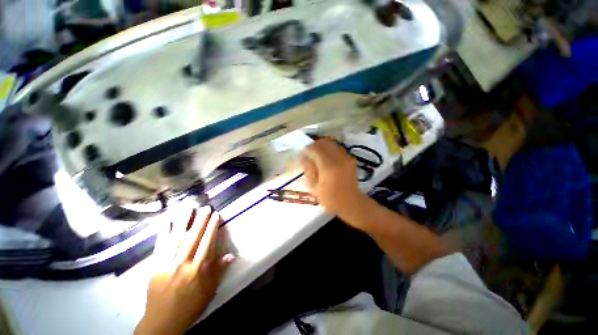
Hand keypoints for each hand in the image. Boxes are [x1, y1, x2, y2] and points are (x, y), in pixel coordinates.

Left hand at [135, 205, 234, 334]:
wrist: (163, 321)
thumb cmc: (191, 305)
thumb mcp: (210, 290)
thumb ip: (219, 270)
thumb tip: (231, 254)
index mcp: (198, 269)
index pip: (207, 242)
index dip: (212, 227)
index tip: (216, 215)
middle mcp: (183, 263)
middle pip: (193, 237)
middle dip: (200, 220)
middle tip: (205, 207)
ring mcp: (167, 263)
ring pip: (176, 238)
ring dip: (183, 221)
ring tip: (188, 208)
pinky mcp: (155, 265)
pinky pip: (159, 246)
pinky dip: (163, 232)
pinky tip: (166, 221)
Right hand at [301, 138, 367, 222]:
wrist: (351, 202)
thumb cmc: (330, 199)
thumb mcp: (314, 187)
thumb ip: (309, 170)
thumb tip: (304, 158)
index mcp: (328, 167)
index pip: (315, 149)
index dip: (306, 149)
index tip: (302, 155)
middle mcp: (338, 158)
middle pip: (324, 143)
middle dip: (314, 145)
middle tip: (309, 153)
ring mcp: (346, 158)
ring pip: (332, 143)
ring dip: (322, 146)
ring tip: (317, 155)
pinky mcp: (350, 159)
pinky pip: (337, 149)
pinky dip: (330, 150)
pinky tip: (326, 159)